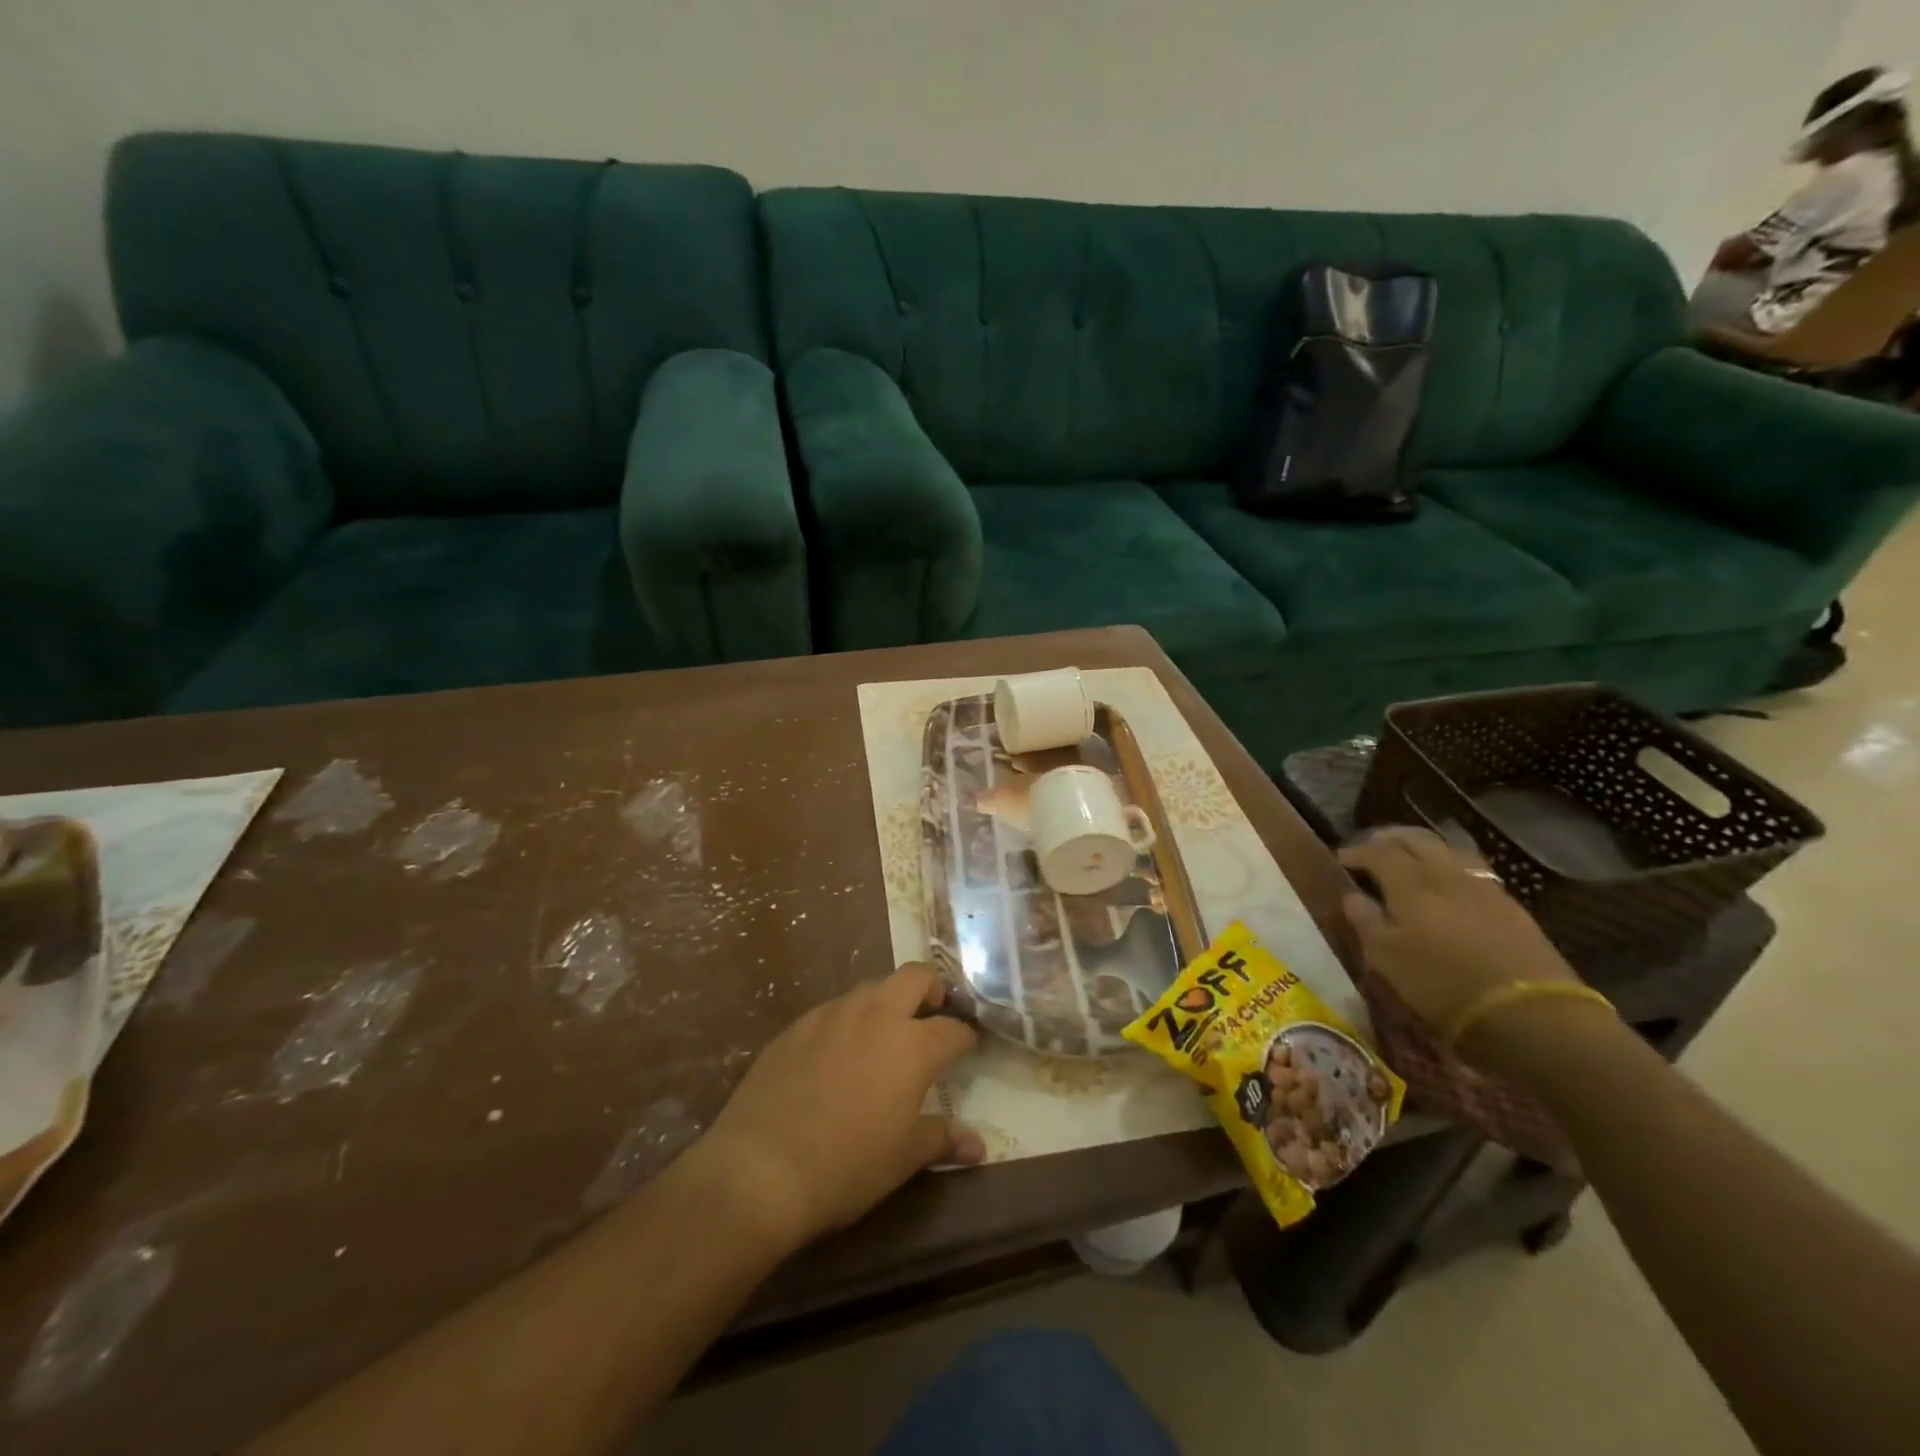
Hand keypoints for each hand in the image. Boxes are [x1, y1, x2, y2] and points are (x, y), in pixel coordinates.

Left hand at [698, 964, 981, 1251]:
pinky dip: (848, 1020)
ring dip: (887, 1001)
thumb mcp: (903, 1159)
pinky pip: (834, 1009)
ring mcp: (833, 1014)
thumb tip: (978, 1146)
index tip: (967, 1049)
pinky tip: (838, 1052)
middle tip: (932, 1016)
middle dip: (932, 989)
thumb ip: (942, 1139)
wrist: (759, 1168)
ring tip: (884, 1035)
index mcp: (913, 1045)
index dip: (966, 1038)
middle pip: (916, 976)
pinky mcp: (798, 1024)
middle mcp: (877, 1015)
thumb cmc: (846, 1167)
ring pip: (872, 987)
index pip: (953, 1030)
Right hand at [1339, 828, 1587, 1058]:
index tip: (1342, 859)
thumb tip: (1353, 896)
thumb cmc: (1443, 986)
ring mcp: (1483, 887)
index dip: (1357, 851)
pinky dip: (1450, 868)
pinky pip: (1471, 870)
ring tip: (1409, 862)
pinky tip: (1447, 886)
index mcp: (1411, 883)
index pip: (1378, 851)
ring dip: (1422, 849)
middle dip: (1389, 839)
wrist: (1532, 1015)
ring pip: (1447, 850)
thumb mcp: (1387, 959)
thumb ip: (1366, 921)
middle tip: (1372, 850)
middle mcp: (1446, 873)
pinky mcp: (1511, 906)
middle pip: (1415, 839)